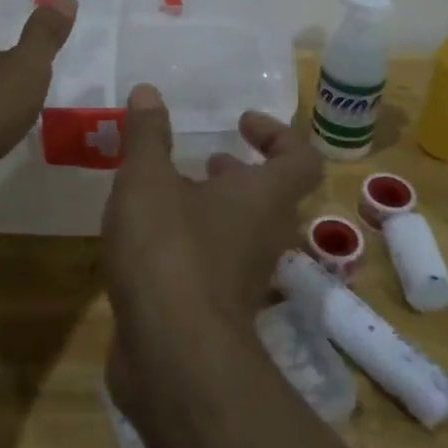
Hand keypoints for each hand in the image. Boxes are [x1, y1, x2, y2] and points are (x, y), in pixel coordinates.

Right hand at [102, 84, 321, 401]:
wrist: (172, 356)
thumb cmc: (168, 250)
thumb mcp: (147, 180)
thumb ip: (147, 135)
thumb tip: (148, 91)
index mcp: (263, 198)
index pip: (300, 158)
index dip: (278, 134)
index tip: (242, 123)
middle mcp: (265, 236)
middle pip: (270, 197)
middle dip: (239, 174)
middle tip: (207, 161)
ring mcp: (244, 279)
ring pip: (241, 233)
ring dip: (215, 210)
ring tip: (171, 194)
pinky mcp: (217, 311)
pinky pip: (214, 265)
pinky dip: (193, 245)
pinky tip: (149, 241)